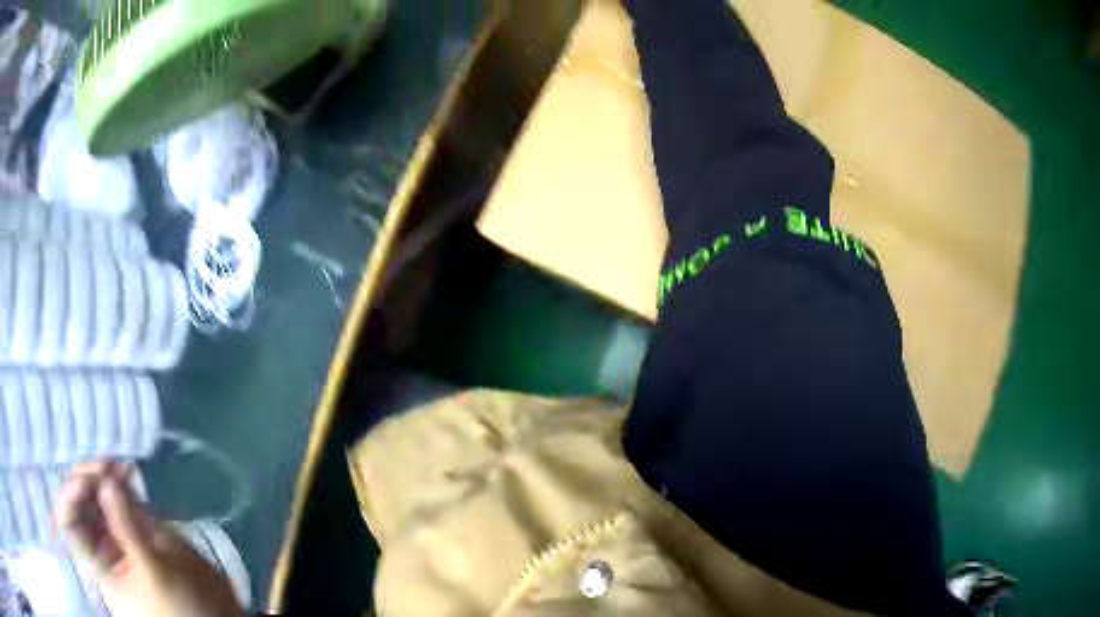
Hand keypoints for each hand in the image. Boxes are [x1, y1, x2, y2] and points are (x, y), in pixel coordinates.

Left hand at [55, 461, 244, 616]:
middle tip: (105, 464)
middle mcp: (100, 547)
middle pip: (80, 505)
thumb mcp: (154, 571)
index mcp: (99, 565)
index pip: (69, 526)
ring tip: (120, 464)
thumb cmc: (180, 604)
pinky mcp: (130, 527)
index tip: (84, 479)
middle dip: (88, 480)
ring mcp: (115, 536)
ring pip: (96, 497)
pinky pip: (116, 499)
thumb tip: (106, 481)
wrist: (211, 614)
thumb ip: (127, 528)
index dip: (69, 499)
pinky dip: (119, 482)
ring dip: (104, 476)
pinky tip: (127, 470)